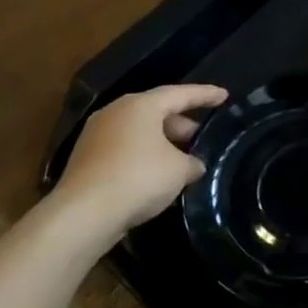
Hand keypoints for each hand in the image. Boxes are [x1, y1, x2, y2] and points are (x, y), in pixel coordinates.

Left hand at [55, 83, 227, 237]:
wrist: (84, 213)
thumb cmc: (138, 178)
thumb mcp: (179, 170)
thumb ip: (192, 162)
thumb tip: (194, 164)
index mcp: (140, 105)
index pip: (180, 94)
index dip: (205, 95)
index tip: (224, 95)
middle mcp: (116, 112)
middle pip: (156, 111)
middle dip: (181, 124)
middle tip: (201, 137)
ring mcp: (97, 135)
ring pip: (139, 131)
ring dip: (162, 142)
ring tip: (183, 159)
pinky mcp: (87, 158)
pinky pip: (125, 149)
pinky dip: (144, 156)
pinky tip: (158, 175)